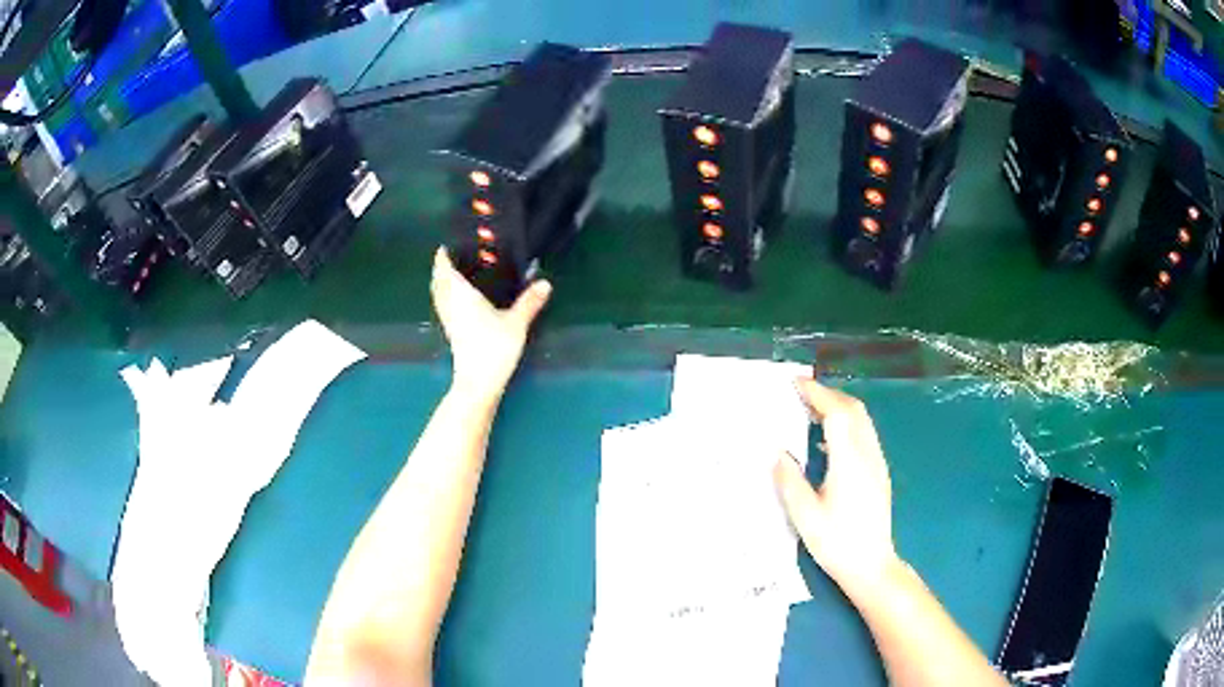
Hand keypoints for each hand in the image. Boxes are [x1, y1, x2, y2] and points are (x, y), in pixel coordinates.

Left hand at [430, 247, 551, 401]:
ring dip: (441, 283)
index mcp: (462, 295)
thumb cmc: (493, 348)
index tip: (445, 246)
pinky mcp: (451, 333)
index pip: (445, 270)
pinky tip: (458, 301)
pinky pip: (443, 306)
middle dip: (441, 269)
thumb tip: (546, 283)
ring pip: (439, 295)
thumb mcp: (516, 323)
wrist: (478, 382)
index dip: (443, 257)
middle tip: (451, 258)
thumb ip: (530, 302)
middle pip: (438, 281)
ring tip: (453, 275)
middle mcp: (450, 304)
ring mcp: (449, 320)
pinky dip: (445, 297)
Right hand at [773, 379, 898, 595]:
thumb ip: (790, 482)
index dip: (818, 394)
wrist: (871, 565)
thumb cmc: (836, 542)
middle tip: (802, 392)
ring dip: (839, 406)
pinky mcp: (879, 473)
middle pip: (854, 410)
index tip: (796, 383)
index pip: (837, 413)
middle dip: (829, 394)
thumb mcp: (805, 516)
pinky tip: (828, 440)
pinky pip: (864, 434)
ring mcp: (877, 463)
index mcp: (849, 462)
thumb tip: (779, 453)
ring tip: (812, 409)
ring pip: (862, 421)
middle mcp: (867, 455)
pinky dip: (847, 423)